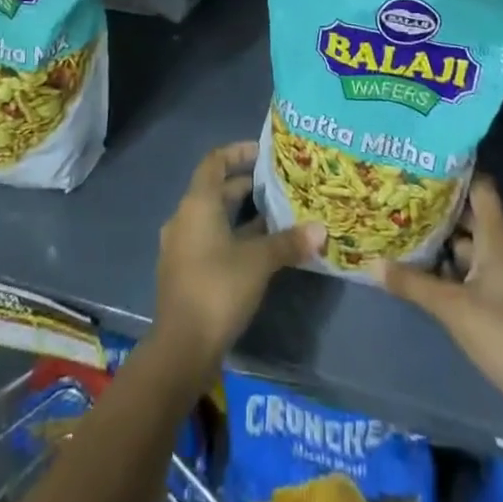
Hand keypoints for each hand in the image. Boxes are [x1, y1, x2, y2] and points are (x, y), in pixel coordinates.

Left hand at [152, 142, 323, 374]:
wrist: (180, 349)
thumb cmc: (218, 289)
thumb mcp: (259, 262)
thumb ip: (288, 242)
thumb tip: (322, 230)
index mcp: (197, 203)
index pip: (215, 161)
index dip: (238, 152)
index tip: (263, 152)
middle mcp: (185, 217)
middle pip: (215, 190)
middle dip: (246, 185)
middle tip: (278, 185)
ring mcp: (181, 246)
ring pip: (214, 218)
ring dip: (241, 215)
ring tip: (275, 216)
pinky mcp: (184, 272)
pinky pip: (210, 240)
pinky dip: (232, 237)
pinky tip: (259, 251)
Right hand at [376, 175, 502, 436]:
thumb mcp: (453, 307)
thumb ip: (413, 284)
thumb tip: (372, 262)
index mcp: (498, 240)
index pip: (482, 189)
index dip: (458, 172)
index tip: (426, 162)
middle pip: (471, 218)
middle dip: (439, 209)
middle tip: (402, 197)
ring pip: (469, 249)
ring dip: (442, 243)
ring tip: (405, 231)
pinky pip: (473, 275)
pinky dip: (450, 271)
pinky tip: (424, 274)